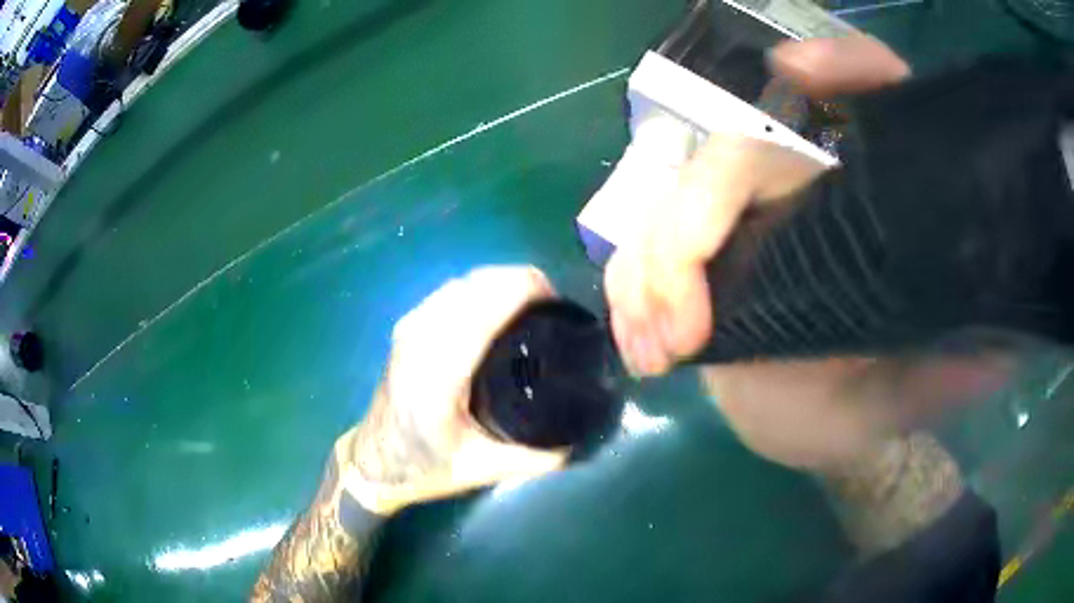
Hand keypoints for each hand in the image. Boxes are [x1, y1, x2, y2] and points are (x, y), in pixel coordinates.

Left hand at [338, 266, 567, 514]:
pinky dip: (480, 287)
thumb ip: (535, 457)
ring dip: (500, 281)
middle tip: (553, 307)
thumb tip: (580, 438)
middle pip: (475, 286)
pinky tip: (498, 304)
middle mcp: (420, 341)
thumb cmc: (425, 467)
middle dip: (518, 282)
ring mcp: (410, 328)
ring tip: (532, 303)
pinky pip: (450, 291)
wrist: (374, 461)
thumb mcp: (483, 469)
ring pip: (461, 283)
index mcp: (438, 376)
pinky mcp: (407, 325)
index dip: (522, 291)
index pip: (482, 310)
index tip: (559, 302)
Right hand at [605, 34, 1012, 473]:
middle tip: (684, 329)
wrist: (811, 425)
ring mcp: (741, 217)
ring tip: (657, 351)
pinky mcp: (697, 253)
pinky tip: (641, 346)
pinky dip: (629, 289)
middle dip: (694, 229)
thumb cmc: (866, 407)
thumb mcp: (912, 395)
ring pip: (673, 198)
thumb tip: (999, 349)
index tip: (797, 73)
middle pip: (735, 155)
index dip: (843, 69)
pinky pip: (642, 248)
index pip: (869, 95)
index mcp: (867, 201)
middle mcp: (803, 186)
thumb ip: (951, 372)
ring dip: (650, 270)